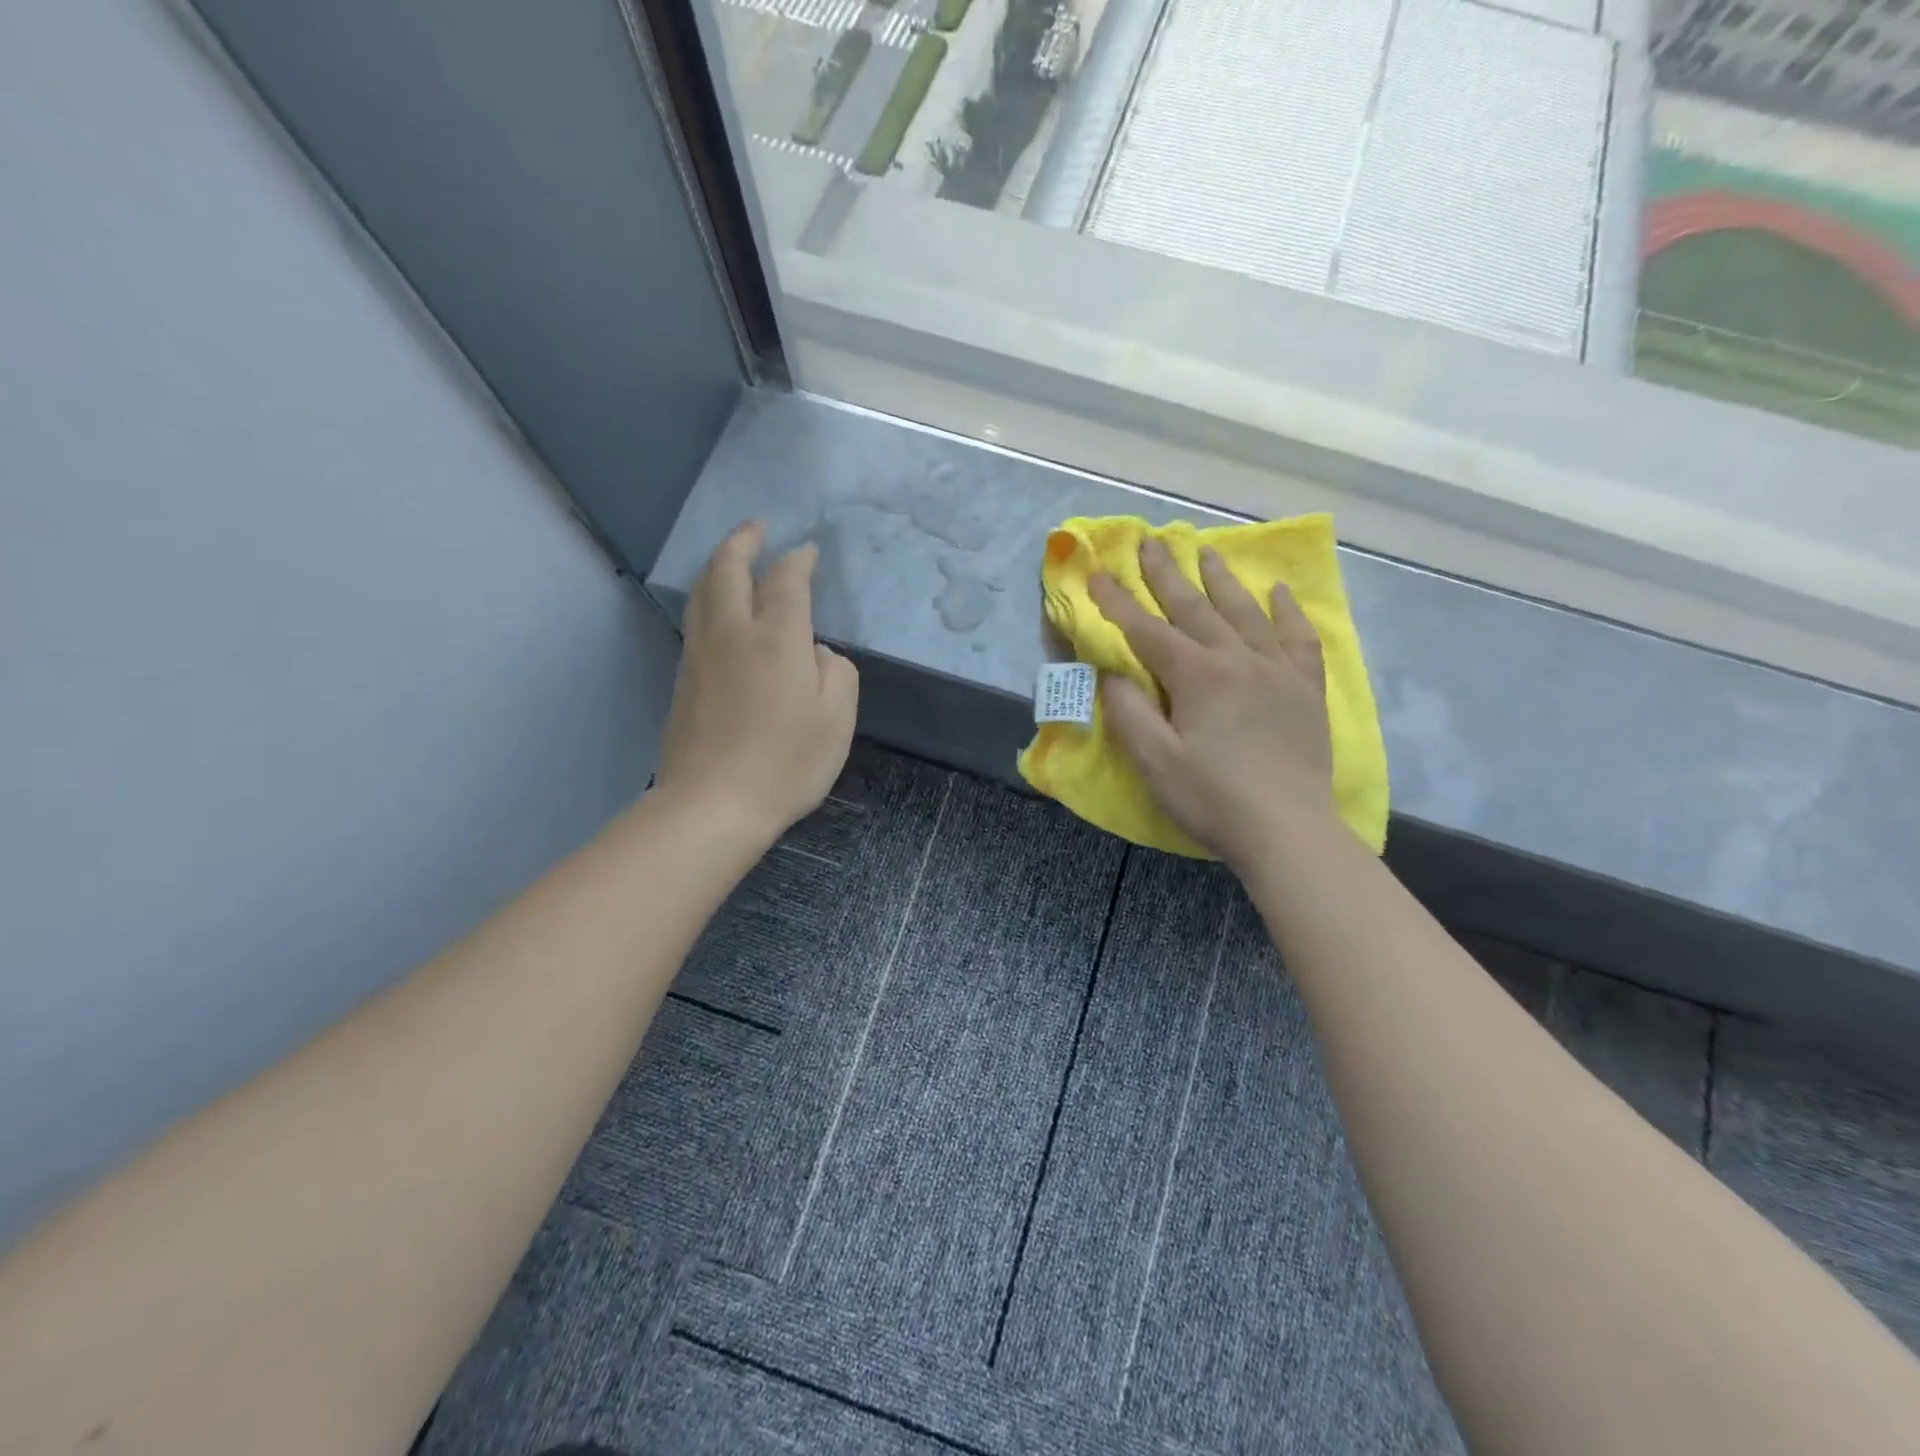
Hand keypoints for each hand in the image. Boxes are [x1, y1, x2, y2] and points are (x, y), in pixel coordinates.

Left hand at [655, 522, 858, 845]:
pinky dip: (708, 595)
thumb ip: (837, 674)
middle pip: (728, 568)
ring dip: (718, 563)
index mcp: (776, 637)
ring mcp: (701, 654)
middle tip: (758, 526)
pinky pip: (695, 618)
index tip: (809, 551)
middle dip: (744, 540)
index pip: (786, 580)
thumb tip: (817, 653)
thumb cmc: (787, 763)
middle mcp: (733, 632)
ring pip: (702, 590)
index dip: (799, 560)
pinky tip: (718, 606)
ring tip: (733, 555)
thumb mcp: (837, 720)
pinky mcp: (683, 678)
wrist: (713, 803)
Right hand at [1090, 537, 1335, 869]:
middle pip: (1195, 607)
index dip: (1118, 602)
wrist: (1288, 829)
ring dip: (1222, 579)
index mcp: (1197, 676)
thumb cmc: (1212, 798)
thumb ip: (1129, 712)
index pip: (1148, 630)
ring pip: (1245, 612)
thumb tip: (1111, 673)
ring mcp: (1277, 670)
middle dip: (1167, 573)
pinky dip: (1288, 611)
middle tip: (1151, 541)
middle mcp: (1237, 659)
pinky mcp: (1306, 688)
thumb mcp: (1155, 762)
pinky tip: (1280, 592)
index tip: (1097, 573)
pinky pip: (1299, 638)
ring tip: (1208, 551)